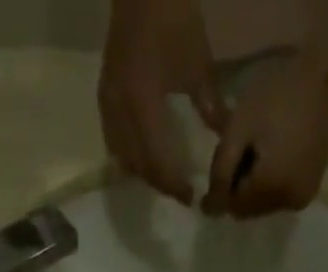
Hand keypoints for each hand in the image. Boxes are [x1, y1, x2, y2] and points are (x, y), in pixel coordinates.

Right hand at [100, 0, 229, 204]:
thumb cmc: (173, 16)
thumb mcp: (197, 62)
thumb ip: (210, 104)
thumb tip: (223, 136)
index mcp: (143, 105)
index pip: (158, 162)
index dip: (174, 184)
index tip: (191, 198)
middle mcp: (120, 112)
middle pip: (139, 166)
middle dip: (160, 183)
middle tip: (179, 193)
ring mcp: (108, 105)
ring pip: (123, 158)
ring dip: (143, 174)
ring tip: (163, 179)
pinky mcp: (104, 97)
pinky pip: (114, 142)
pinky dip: (128, 157)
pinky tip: (142, 158)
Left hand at [202, 53, 327, 216]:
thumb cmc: (281, 95)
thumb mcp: (239, 129)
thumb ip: (220, 172)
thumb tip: (209, 210)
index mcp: (269, 189)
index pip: (231, 207)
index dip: (220, 189)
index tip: (222, 160)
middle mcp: (285, 203)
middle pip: (246, 209)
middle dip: (236, 189)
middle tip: (239, 152)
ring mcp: (300, 198)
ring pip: (261, 206)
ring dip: (251, 188)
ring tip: (256, 153)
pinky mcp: (309, 190)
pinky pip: (278, 198)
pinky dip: (268, 185)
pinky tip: (271, 157)